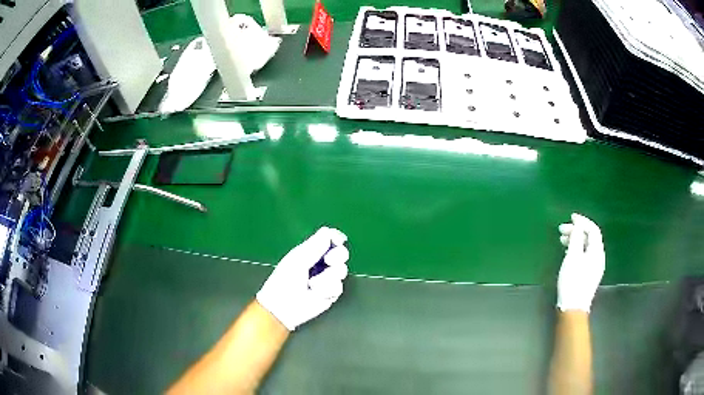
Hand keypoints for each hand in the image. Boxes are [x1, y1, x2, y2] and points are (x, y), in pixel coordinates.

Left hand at [256, 227, 349, 330]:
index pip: (329, 239)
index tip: (339, 240)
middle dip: (338, 255)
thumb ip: (315, 246)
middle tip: (329, 261)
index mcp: (310, 252)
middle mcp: (321, 264)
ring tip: (312, 284)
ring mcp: (327, 278)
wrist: (284, 306)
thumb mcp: (298, 260)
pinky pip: (338, 287)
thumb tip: (328, 231)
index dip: (336, 238)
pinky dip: (327, 290)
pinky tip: (316, 293)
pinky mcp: (331, 293)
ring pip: (341, 270)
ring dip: (327, 277)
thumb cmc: (285, 280)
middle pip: (341, 253)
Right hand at [557, 213, 604, 312]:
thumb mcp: (573, 257)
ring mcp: (594, 266)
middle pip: (590, 238)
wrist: (573, 307)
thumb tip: (578, 225)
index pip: (593, 230)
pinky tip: (568, 252)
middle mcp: (598, 257)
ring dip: (575, 240)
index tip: (571, 217)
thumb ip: (576, 238)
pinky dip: (576, 249)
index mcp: (597, 251)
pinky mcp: (588, 274)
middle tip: (562, 230)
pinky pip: (584, 255)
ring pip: (586, 246)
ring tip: (562, 240)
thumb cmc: (573, 280)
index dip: (583, 221)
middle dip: (577, 231)